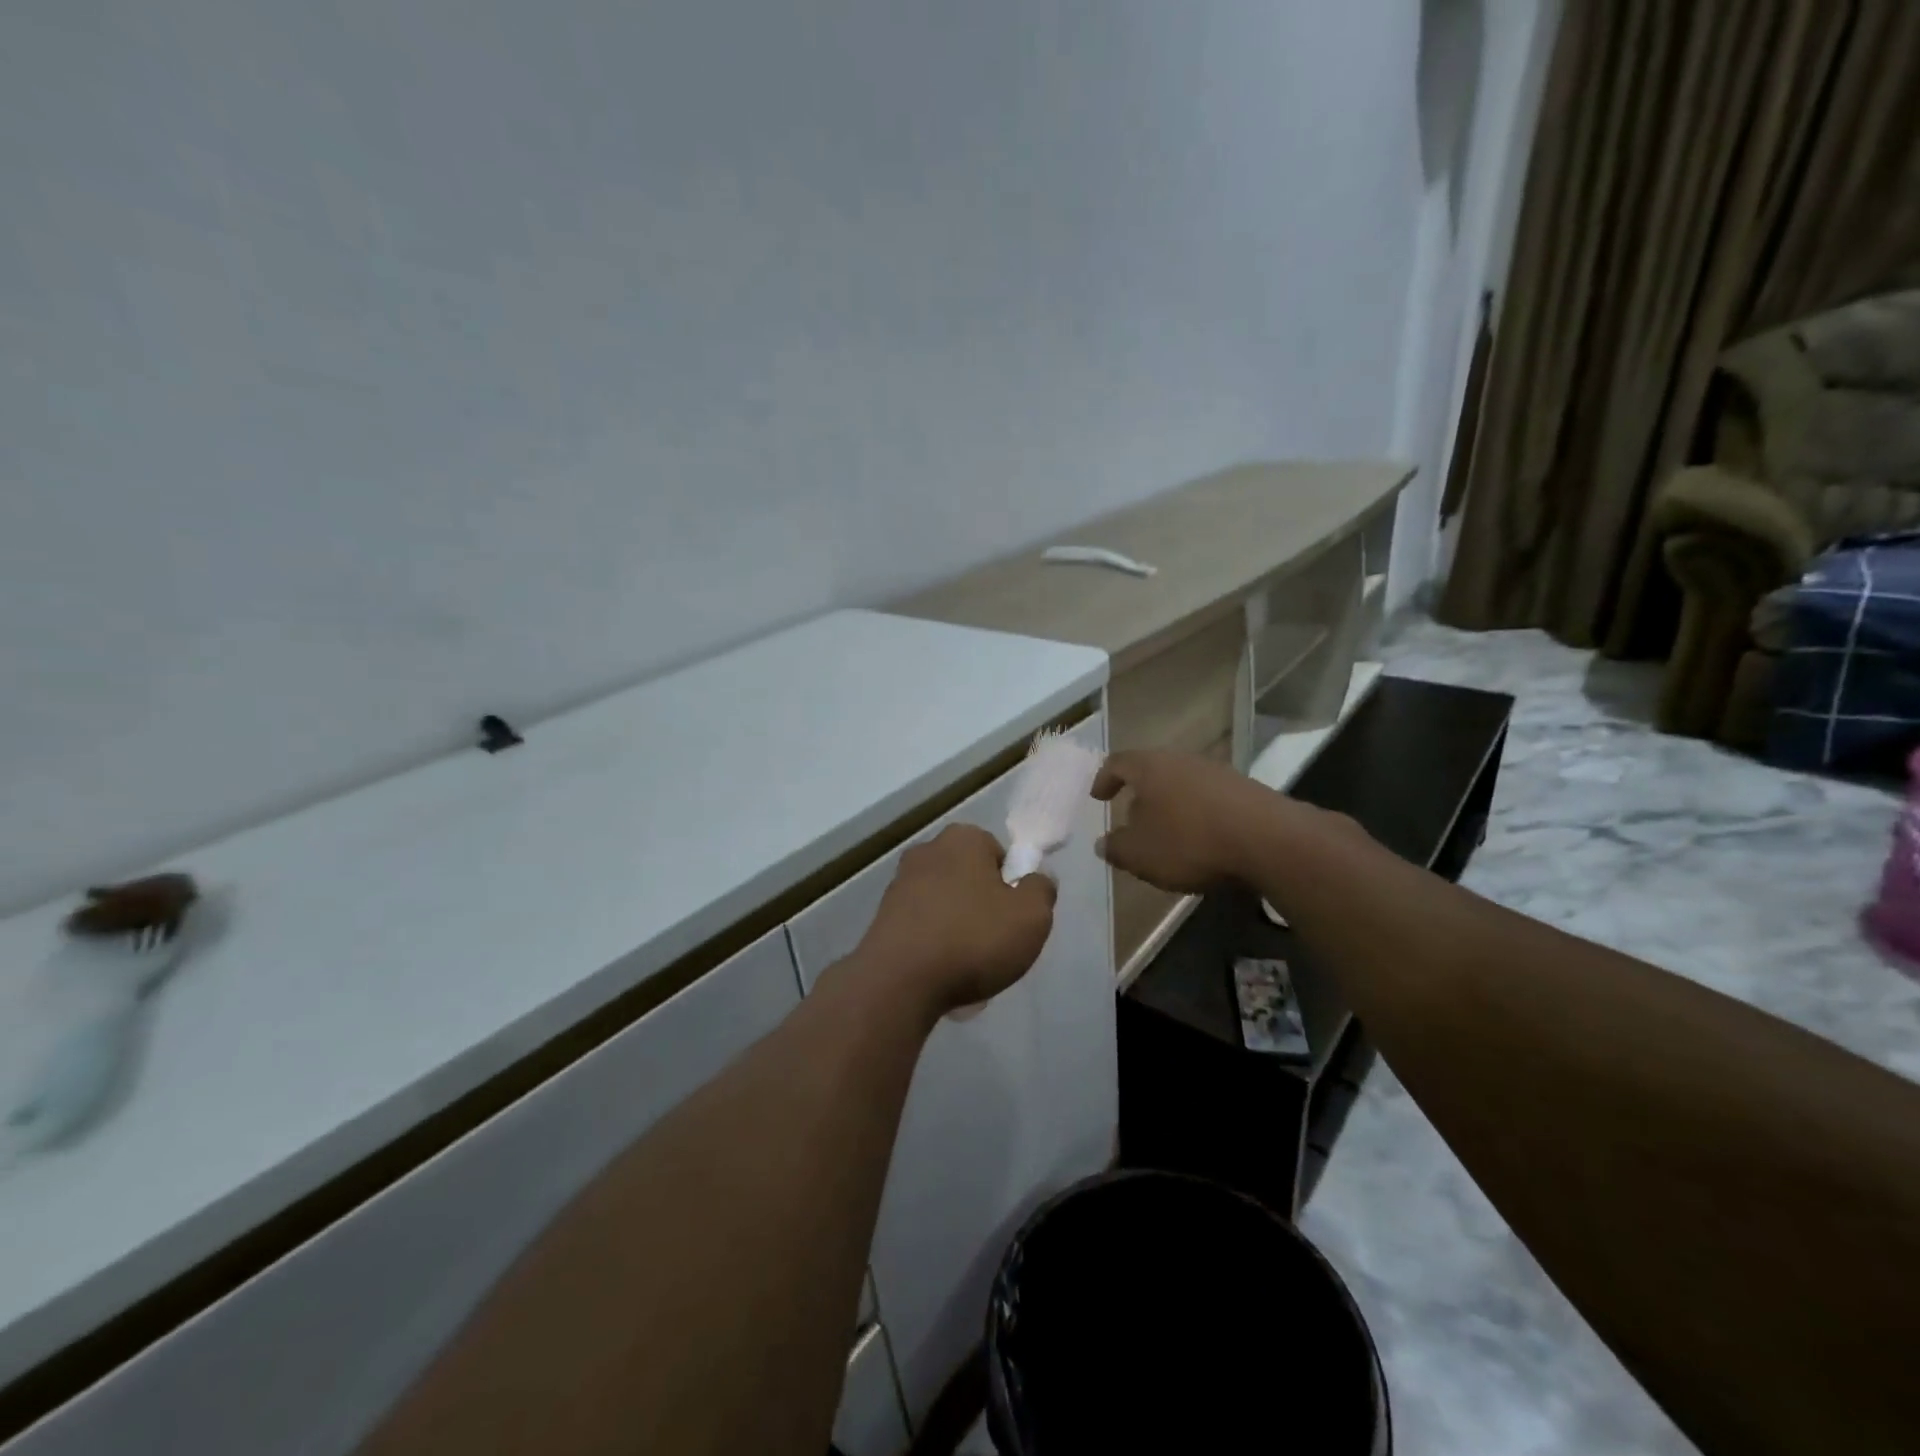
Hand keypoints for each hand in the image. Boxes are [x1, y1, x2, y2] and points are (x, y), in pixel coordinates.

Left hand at [854, 824, 1056, 1017]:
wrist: (899, 981)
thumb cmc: (973, 939)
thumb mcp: (1032, 916)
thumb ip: (1042, 889)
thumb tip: (1036, 877)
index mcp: (963, 838)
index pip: (999, 854)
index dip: (1012, 886)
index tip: (1015, 918)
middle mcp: (927, 851)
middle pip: (971, 878)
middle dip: (984, 907)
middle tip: (995, 944)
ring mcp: (899, 884)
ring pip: (946, 905)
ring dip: (958, 929)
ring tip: (968, 967)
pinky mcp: (882, 916)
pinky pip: (923, 928)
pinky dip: (934, 946)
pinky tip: (940, 974)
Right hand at [1092, 749, 1276, 893]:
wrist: (1269, 841)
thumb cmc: (1191, 842)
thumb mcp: (1140, 854)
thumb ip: (1116, 848)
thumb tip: (1103, 843)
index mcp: (1150, 767)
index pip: (1118, 763)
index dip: (1104, 779)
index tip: (1098, 797)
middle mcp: (1182, 760)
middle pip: (1152, 771)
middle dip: (1140, 795)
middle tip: (1131, 818)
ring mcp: (1217, 772)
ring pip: (1182, 784)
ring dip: (1170, 805)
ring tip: (1166, 833)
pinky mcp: (1245, 789)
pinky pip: (1209, 798)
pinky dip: (1197, 814)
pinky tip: (1201, 839)